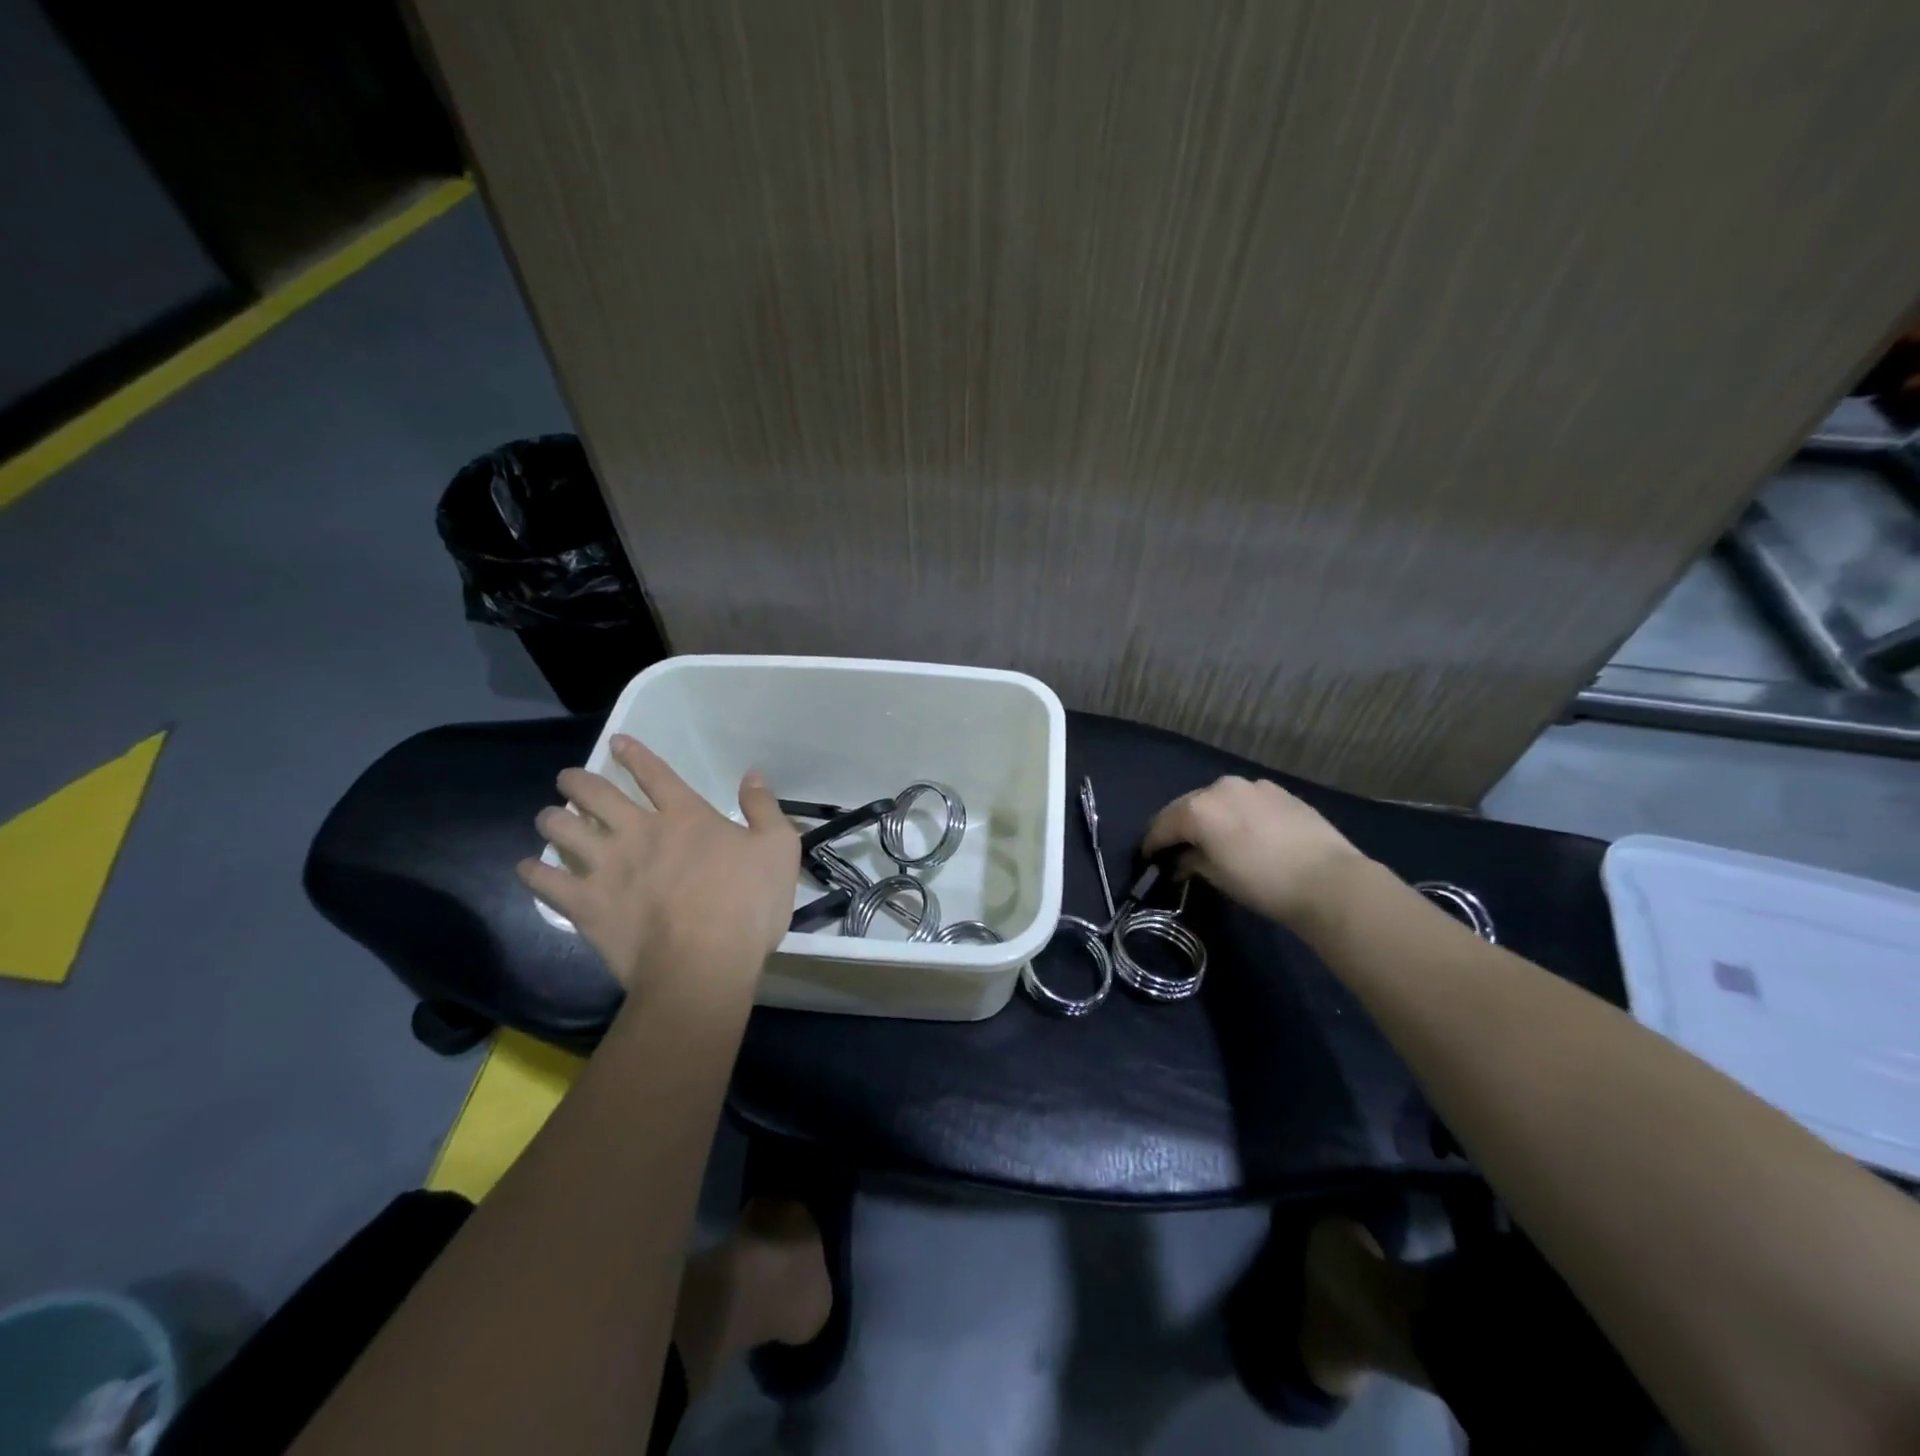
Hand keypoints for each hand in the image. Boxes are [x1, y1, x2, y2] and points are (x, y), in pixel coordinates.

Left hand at [517, 735, 799, 992]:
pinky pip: (546, 881)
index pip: (655, 774)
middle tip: (568, 778)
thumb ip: (764, 808)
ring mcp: (607, 867)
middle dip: (578, 781)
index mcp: (686, 817)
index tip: (617, 743)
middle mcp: (639, 832)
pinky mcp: (586, 904)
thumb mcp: (779, 849)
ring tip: (547, 816)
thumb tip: (752, 775)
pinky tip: (527, 866)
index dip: (635, 755)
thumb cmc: (747, 906)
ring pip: (564, 830)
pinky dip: (533, 871)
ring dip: (552, 818)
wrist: (703, 964)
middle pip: (597, 795)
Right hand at [1142, 775, 1366, 927]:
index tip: (1149, 858)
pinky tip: (1244, 833)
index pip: (1162, 825)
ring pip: (1217, 799)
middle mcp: (1220, 788)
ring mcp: (1252, 786)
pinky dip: (1235, 813)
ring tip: (1212, 839)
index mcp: (1198, 809)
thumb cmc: (1263, 883)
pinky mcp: (1278, 791)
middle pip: (1187, 806)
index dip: (1152, 844)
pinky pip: (1244, 800)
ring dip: (1208, 817)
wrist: (1329, 880)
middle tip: (1177, 849)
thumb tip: (1181, 861)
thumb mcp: (1218, 877)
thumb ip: (1192, 862)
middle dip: (1179, 827)